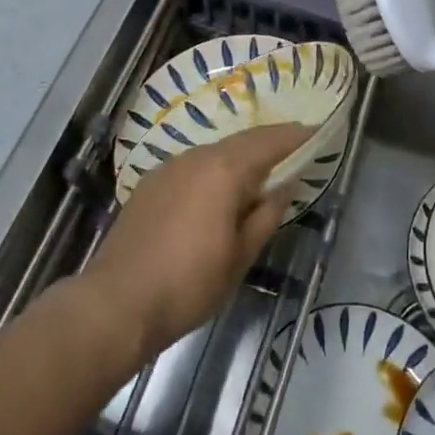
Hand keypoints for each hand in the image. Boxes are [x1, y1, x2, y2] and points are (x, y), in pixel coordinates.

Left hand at [82, 124, 312, 359]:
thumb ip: (266, 215)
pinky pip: (193, 167)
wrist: (116, 303)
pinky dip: (214, 170)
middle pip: (241, 142)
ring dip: (240, 158)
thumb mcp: (241, 255)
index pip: (269, 142)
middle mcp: (196, 158)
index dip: (296, 136)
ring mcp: (168, 168)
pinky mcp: (150, 185)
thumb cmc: (189, 283)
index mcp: (224, 170)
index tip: (318, 131)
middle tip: (295, 149)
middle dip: (269, 143)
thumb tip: (283, 186)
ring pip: (214, 153)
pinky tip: (217, 192)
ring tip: (259, 174)